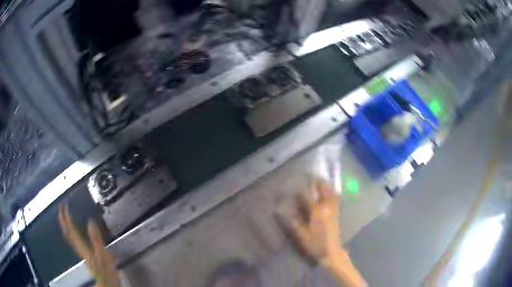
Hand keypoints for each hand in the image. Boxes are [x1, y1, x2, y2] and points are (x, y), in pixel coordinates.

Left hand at [58, 204, 118, 286]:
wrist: (105, 280)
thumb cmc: (105, 268)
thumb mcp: (102, 253)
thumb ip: (96, 238)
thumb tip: (90, 221)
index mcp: (81, 245)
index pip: (71, 228)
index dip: (66, 217)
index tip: (64, 205)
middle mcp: (78, 246)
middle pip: (67, 231)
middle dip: (63, 219)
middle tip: (61, 206)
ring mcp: (79, 249)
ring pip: (68, 235)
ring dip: (65, 224)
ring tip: (64, 215)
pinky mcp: (83, 251)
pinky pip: (73, 238)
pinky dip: (69, 231)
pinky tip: (72, 229)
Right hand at [284, 179, 342, 262]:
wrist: (331, 252)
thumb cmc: (315, 244)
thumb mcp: (302, 235)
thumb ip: (294, 221)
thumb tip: (285, 209)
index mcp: (317, 212)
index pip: (308, 196)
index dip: (301, 190)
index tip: (296, 184)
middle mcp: (327, 208)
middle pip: (325, 190)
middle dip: (318, 181)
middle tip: (312, 176)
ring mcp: (334, 210)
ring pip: (332, 193)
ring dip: (327, 186)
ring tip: (320, 181)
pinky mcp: (337, 213)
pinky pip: (336, 199)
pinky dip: (332, 193)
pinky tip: (329, 192)